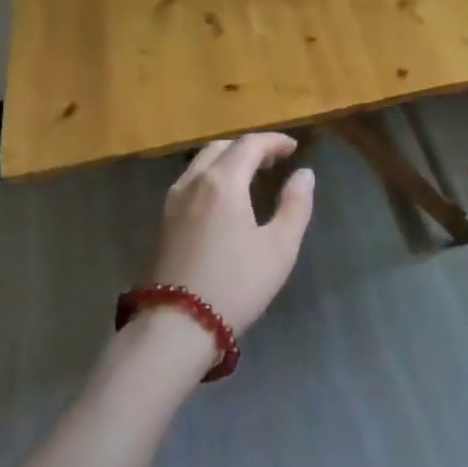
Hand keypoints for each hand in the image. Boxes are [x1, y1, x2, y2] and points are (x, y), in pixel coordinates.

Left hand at [149, 132, 315, 334]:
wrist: (177, 325)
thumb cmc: (236, 283)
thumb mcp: (280, 246)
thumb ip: (296, 205)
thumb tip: (304, 174)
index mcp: (222, 182)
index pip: (249, 144)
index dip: (274, 141)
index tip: (294, 148)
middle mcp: (193, 183)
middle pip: (221, 148)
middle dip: (249, 148)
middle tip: (273, 161)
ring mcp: (172, 203)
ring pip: (200, 164)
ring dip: (227, 161)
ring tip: (250, 178)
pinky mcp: (163, 223)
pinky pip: (190, 183)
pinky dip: (211, 178)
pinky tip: (224, 201)